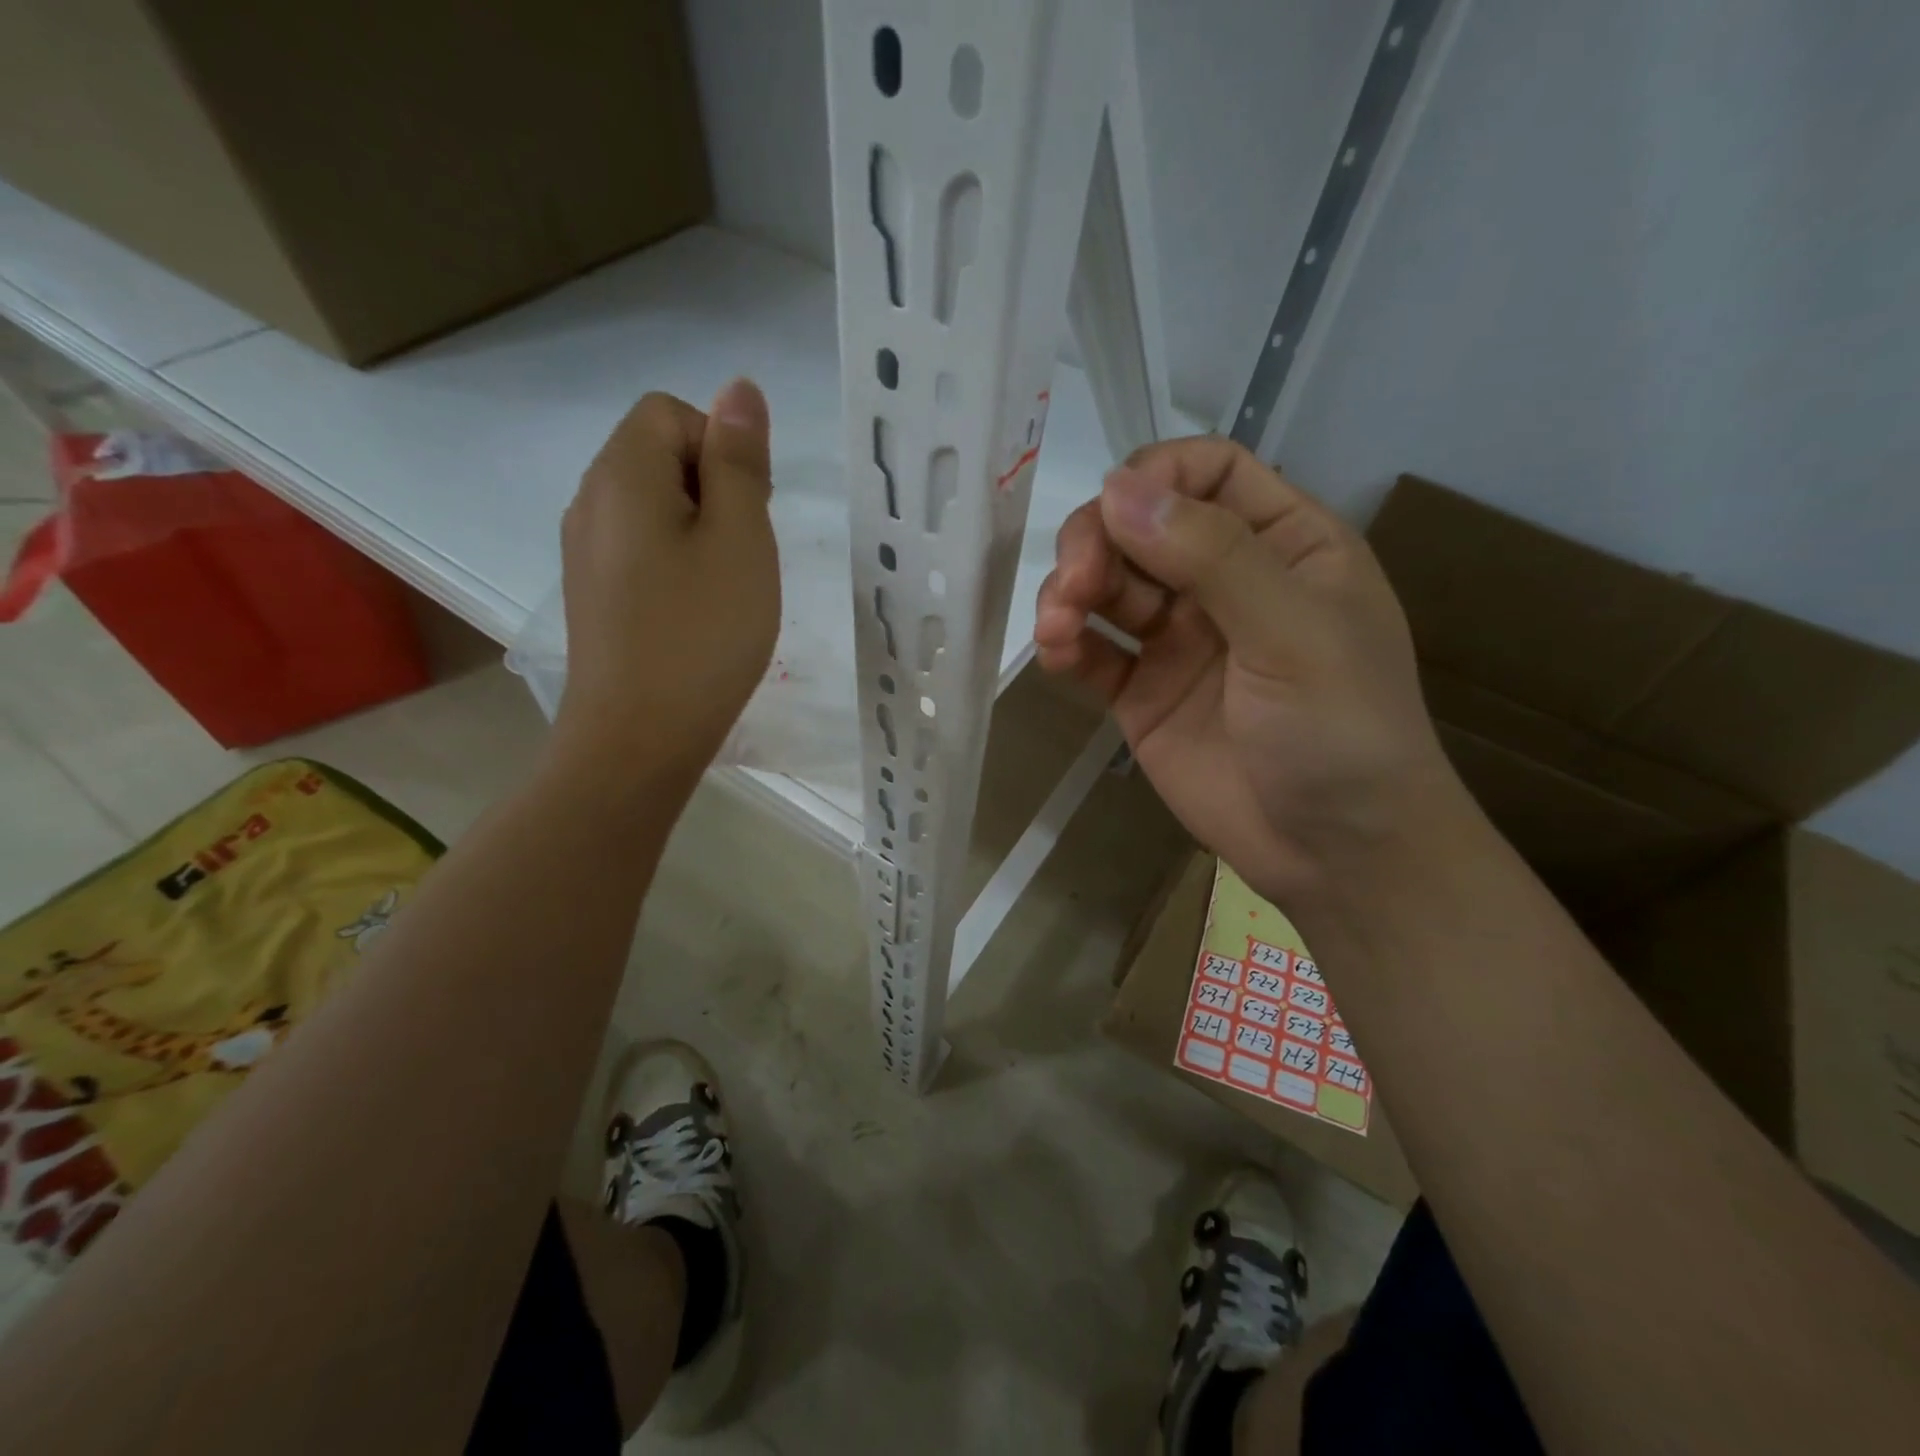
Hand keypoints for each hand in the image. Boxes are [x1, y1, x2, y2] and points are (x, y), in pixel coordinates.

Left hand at [551, 381, 779, 791]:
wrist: (637, 738)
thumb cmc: (701, 634)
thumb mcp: (740, 540)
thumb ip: (739, 460)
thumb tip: (738, 388)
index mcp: (622, 474)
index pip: (672, 412)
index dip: (722, 449)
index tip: (749, 513)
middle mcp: (590, 500)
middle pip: (659, 455)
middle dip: (714, 490)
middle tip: (744, 556)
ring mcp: (584, 550)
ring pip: (654, 507)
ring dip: (701, 531)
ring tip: (724, 589)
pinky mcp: (593, 593)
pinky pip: (641, 549)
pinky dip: (677, 563)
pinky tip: (695, 613)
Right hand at [1033, 436, 1455, 903]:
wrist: (1337, 855)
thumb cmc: (1343, 732)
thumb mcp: (1295, 633)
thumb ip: (1212, 557)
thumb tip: (1117, 489)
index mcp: (1283, 544)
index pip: (1208, 472)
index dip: (1155, 476)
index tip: (1112, 511)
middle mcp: (1225, 581)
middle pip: (1141, 524)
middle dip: (1095, 543)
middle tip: (1074, 584)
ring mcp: (1179, 639)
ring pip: (1107, 585)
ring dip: (1070, 593)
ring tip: (1056, 629)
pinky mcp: (1142, 693)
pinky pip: (1093, 652)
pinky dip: (1066, 645)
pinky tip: (1054, 655)